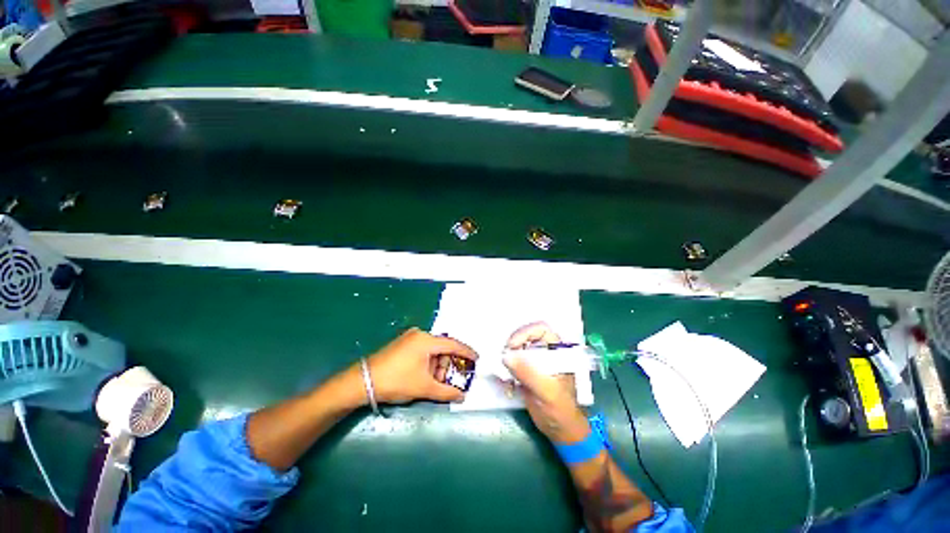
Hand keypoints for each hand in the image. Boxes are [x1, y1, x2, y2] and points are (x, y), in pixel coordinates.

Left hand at [367, 328, 477, 403]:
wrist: (363, 382)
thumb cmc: (397, 381)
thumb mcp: (424, 387)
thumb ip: (446, 391)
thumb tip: (462, 397)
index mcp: (427, 340)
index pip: (453, 344)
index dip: (467, 352)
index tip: (477, 359)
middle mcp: (420, 335)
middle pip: (442, 348)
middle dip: (449, 364)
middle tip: (451, 380)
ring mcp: (409, 338)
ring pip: (432, 351)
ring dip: (438, 365)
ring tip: (436, 382)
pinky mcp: (402, 344)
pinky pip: (423, 351)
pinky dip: (428, 363)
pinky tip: (426, 376)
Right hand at [504, 322, 589, 443]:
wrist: (560, 430)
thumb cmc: (561, 410)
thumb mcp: (547, 391)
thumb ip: (528, 373)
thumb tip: (506, 357)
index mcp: (558, 351)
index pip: (541, 329)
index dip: (526, 332)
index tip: (512, 345)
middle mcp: (546, 352)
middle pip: (526, 335)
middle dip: (513, 342)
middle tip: (504, 356)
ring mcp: (535, 361)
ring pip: (518, 347)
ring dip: (508, 354)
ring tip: (502, 367)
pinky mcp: (526, 371)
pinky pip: (513, 361)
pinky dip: (506, 366)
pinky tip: (503, 377)